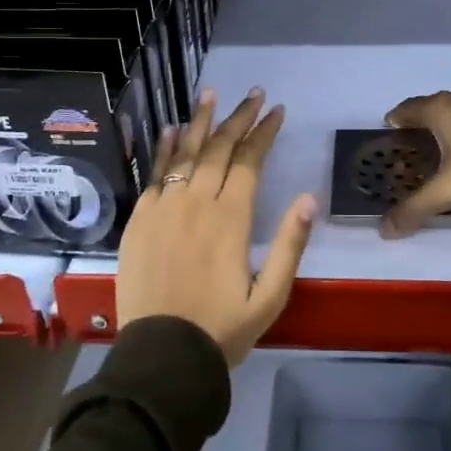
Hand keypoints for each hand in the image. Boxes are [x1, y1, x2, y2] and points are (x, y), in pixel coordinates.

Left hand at [117, 88, 315, 365]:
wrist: (161, 356)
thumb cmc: (222, 329)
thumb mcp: (270, 297)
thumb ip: (290, 245)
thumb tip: (309, 198)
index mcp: (231, 220)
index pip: (249, 161)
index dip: (264, 133)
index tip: (277, 110)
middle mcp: (196, 203)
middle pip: (219, 149)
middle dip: (239, 118)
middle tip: (254, 94)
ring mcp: (164, 208)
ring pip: (184, 153)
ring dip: (200, 121)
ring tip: (211, 94)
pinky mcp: (140, 220)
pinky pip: (154, 175)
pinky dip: (165, 150)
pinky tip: (172, 130)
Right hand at [381, 89, 450, 237]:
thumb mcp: (445, 190)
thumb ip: (415, 208)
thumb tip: (385, 230)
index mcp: (439, 109)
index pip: (408, 108)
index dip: (397, 119)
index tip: (390, 130)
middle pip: (434, 109)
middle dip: (423, 126)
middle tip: (414, 146)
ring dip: (450, 129)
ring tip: (444, 151)